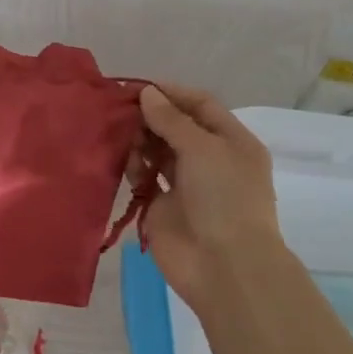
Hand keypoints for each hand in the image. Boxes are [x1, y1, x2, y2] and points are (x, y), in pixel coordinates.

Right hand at [138, 83, 283, 312]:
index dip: (172, 93)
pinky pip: (144, 177)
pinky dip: (133, 167)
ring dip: (140, 141)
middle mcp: (210, 159)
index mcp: (232, 142)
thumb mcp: (203, 148)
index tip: (139, 87)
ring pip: (157, 150)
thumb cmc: (224, 198)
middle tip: (120, 111)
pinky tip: (124, 163)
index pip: (200, 105)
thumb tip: (147, 93)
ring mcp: (186, 184)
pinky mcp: (162, 206)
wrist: (223, 266)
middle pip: (176, 126)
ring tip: (122, 138)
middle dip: (150, 117)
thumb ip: (171, 119)